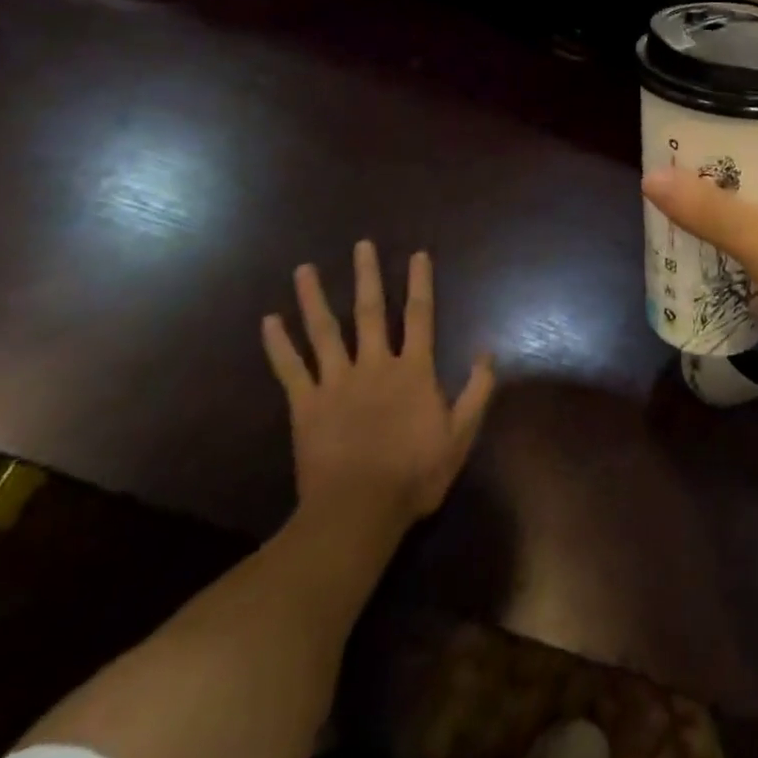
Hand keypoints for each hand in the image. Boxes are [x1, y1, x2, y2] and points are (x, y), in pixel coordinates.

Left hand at [262, 242, 494, 531]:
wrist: (358, 511)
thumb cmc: (414, 473)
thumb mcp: (460, 435)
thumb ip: (477, 391)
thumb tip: (488, 352)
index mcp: (413, 369)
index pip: (420, 315)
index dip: (420, 283)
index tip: (418, 255)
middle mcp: (375, 364)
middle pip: (370, 311)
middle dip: (368, 276)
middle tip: (361, 245)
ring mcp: (337, 382)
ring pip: (324, 331)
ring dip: (315, 298)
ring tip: (304, 270)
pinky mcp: (306, 404)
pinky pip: (290, 369)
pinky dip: (278, 345)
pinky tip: (269, 321)